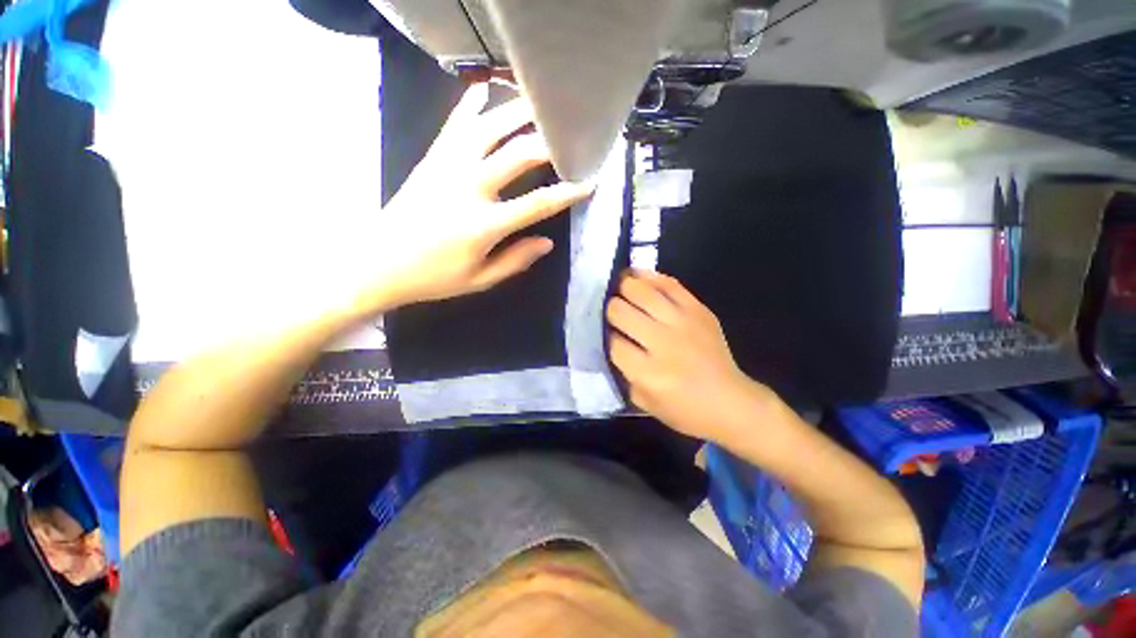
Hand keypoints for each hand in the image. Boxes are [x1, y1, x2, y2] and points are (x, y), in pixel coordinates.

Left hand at [359, 84, 593, 310]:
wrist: (376, 263)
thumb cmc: (432, 278)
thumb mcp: (480, 279)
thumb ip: (515, 260)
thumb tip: (546, 243)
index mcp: (484, 225)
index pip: (537, 204)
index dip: (566, 193)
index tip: (588, 183)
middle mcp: (468, 188)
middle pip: (517, 155)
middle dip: (548, 144)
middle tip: (568, 137)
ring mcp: (447, 168)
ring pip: (487, 130)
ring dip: (515, 113)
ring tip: (537, 102)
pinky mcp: (430, 160)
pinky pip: (453, 126)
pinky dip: (469, 105)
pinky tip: (483, 88)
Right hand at [607, 271, 769, 439]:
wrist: (731, 402)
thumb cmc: (683, 409)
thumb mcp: (642, 401)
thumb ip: (621, 372)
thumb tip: (607, 339)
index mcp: (648, 372)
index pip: (611, 341)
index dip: (602, 334)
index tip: (602, 332)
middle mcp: (663, 343)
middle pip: (620, 311)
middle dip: (609, 309)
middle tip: (609, 311)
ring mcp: (683, 322)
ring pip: (640, 291)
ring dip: (622, 287)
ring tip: (616, 287)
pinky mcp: (698, 309)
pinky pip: (668, 283)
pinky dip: (648, 277)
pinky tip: (636, 277)